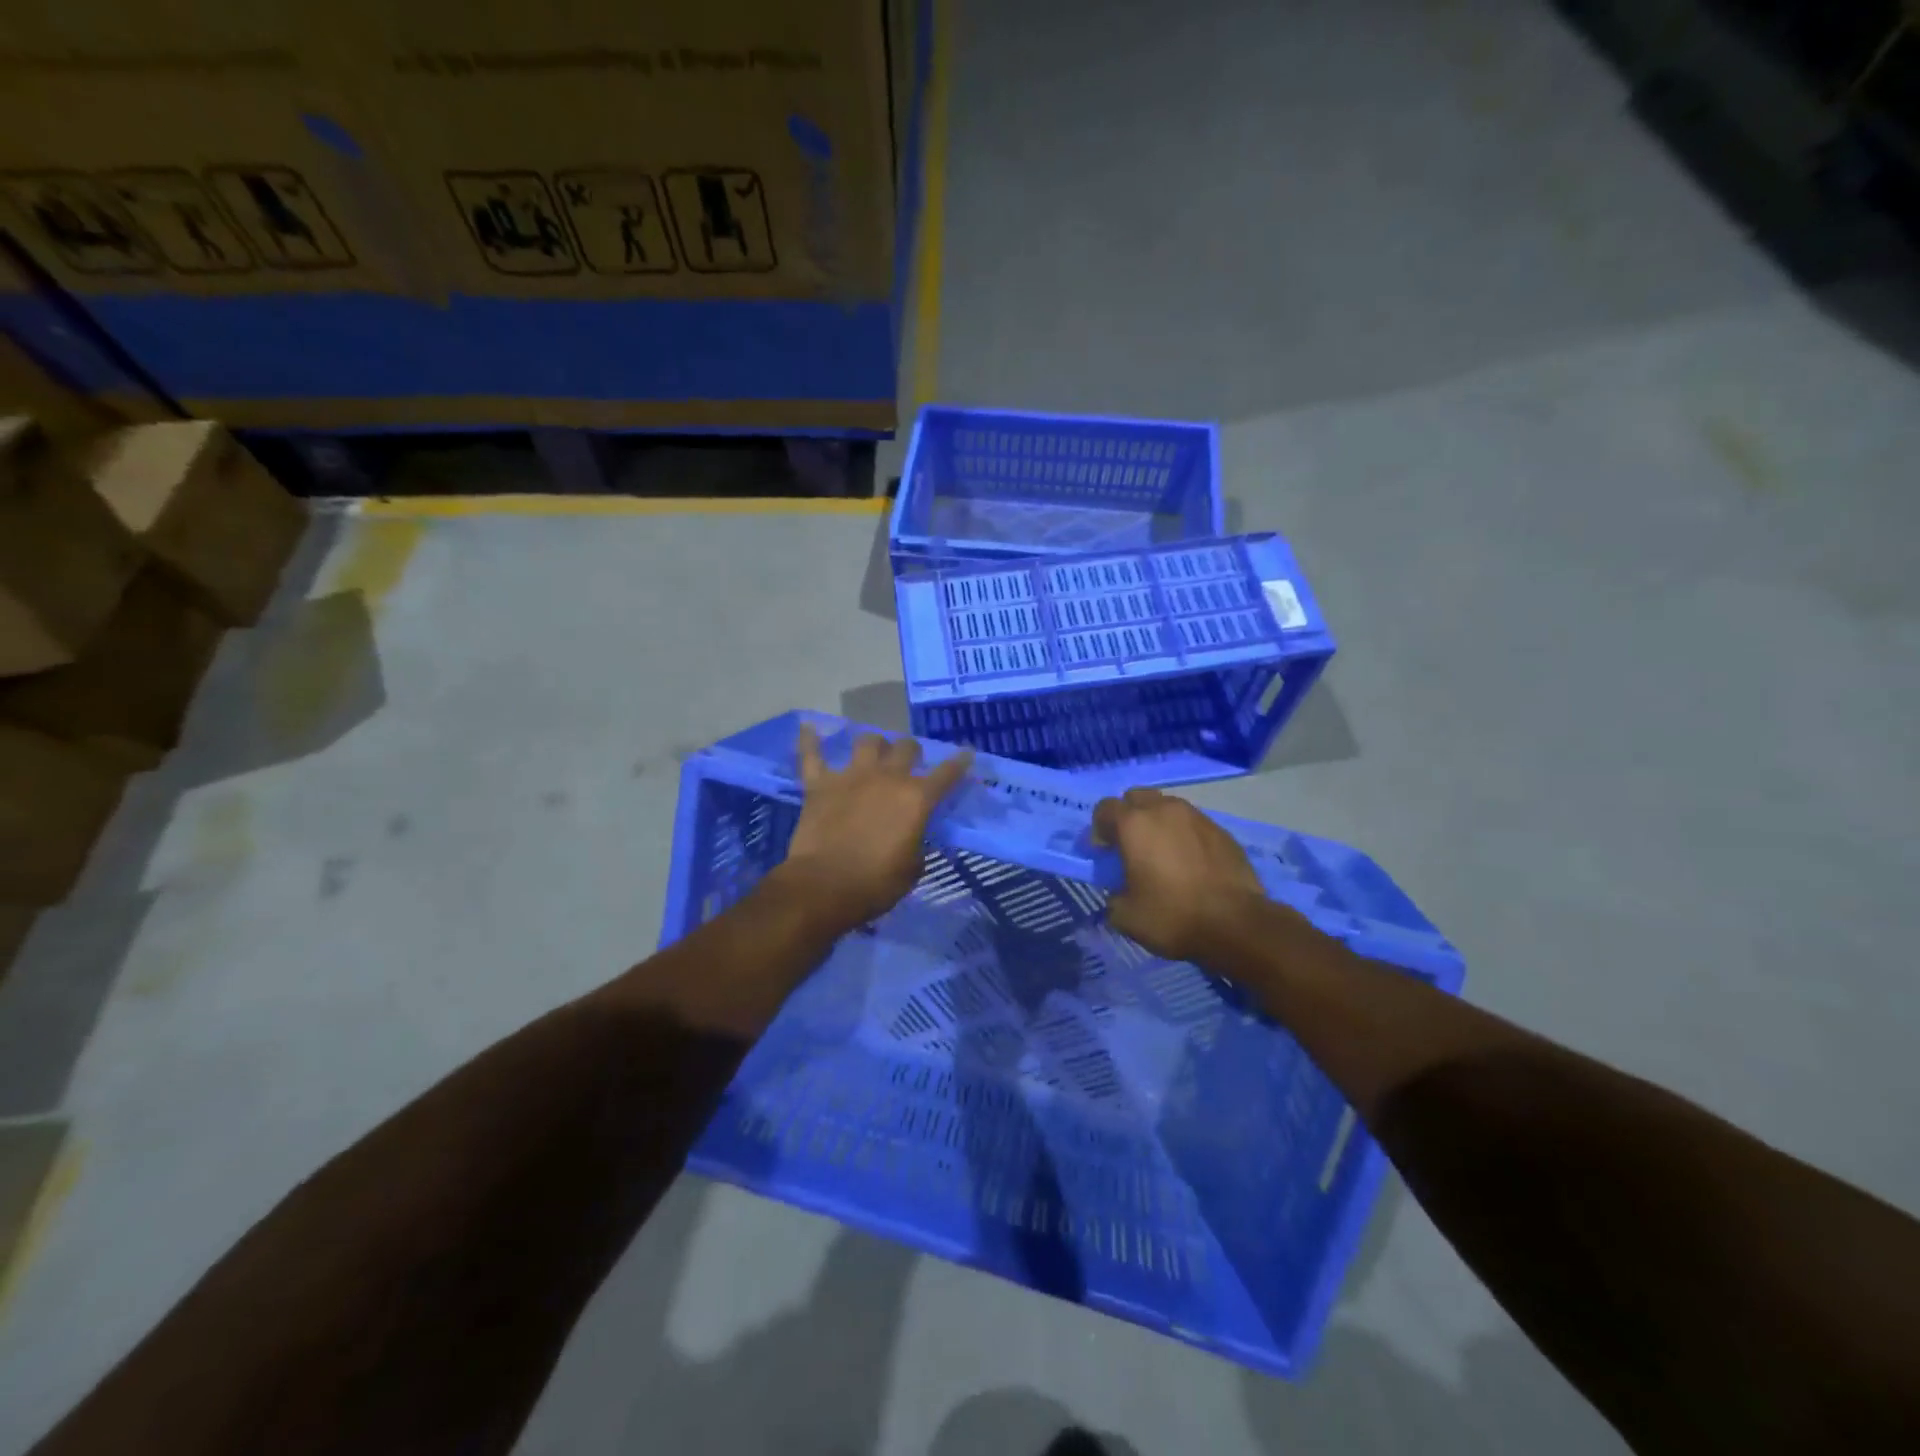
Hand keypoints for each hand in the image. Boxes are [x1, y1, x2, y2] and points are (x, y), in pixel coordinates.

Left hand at [777, 724, 972, 932]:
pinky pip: (811, 754)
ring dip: (873, 744)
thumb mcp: (912, 869)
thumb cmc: (875, 884)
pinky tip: (807, 727)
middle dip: (911, 751)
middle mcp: (887, 777)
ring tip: (872, 751)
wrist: (824, 886)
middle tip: (910, 760)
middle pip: (906, 747)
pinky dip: (809, 740)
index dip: (959, 763)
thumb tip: (912, 839)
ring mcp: (851, 776)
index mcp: (917, 798)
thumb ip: (916, 845)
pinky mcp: (819, 784)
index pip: (947, 774)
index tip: (966, 754)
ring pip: (866, 741)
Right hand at [1092, 787, 1271, 961]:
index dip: (1099, 828)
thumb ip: (1113, 896)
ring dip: (1158, 823)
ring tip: (1162, 853)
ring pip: (1168, 807)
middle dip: (1128, 816)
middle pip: (1137, 797)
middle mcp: (1164, 810)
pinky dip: (1185, 836)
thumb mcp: (1125, 916)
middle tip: (1130, 845)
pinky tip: (1190, 863)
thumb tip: (1119, 892)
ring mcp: (1197, 817)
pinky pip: (1193, 824)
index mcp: (1134, 824)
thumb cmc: (1172, 916)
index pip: (1105, 808)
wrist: (1235, 924)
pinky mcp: (1222, 831)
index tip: (1103, 852)